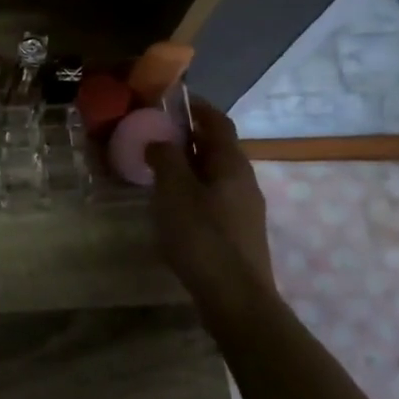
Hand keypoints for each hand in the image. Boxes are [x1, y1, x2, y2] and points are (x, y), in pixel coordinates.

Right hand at [147, 99, 276, 302]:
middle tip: (154, 134)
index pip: (217, 122)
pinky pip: (213, 196)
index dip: (196, 107)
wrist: (236, 298)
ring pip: (214, 174)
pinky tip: (172, 205)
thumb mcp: (174, 192)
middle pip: (216, 147)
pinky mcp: (238, 231)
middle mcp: (243, 180)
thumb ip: (165, 158)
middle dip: (187, 137)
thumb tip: (159, 139)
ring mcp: (244, 208)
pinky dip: (192, 189)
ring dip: (188, 165)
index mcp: (231, 163)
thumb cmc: (202, 237)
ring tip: (157, 168)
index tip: (171, 99)